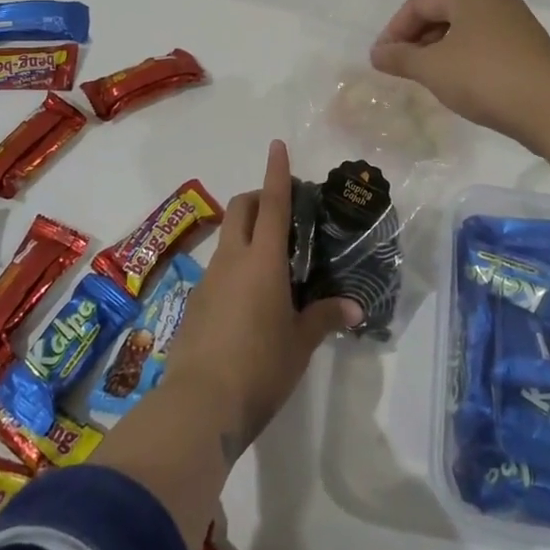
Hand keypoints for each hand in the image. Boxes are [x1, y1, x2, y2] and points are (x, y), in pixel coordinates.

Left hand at [164, 141, 361, 459]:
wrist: (200, 404)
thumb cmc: (260, 367)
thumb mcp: (300, 343)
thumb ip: (324, 318)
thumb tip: (353, 308)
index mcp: (263, 261)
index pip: (273, 204)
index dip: (276, 172)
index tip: (277, 145)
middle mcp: (232, 259)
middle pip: (241, 208)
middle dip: (259, 197)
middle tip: (283, 212)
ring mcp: (209, 279)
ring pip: (228, 237)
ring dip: (247, 233)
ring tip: (273, 261)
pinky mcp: (196, 302)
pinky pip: (219, 268)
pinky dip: (236, 264)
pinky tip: (251, 298)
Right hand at [368, 0, 549, 146]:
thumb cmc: (484, 78)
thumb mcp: (432, 68)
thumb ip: (400, 58)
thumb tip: (377, 53)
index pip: (419, 4)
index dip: (394, 29)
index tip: (381, 59)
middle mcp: (495, 0)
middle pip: (444, 13)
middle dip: (417, 39)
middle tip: (401, 67)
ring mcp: (517, 23)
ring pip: (466, 30)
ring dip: (440, 49)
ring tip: (428, 77)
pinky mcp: (531, 47)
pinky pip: (487, 45)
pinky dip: (465, 58)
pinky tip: (461, 83)